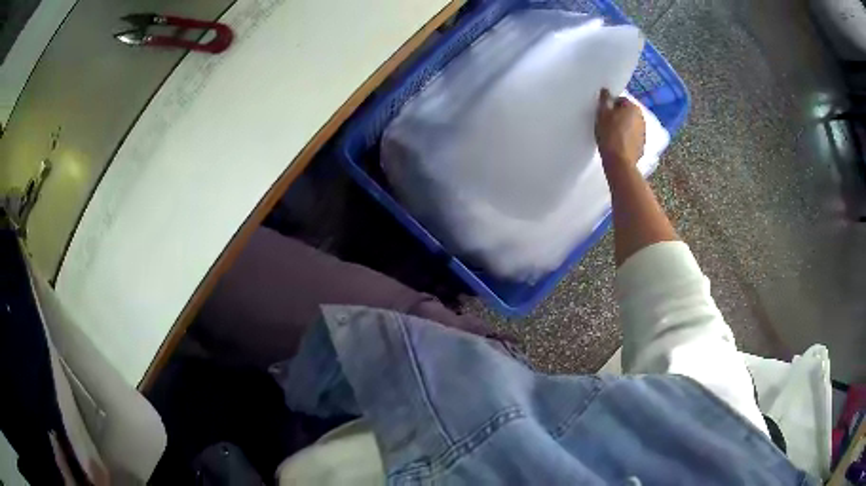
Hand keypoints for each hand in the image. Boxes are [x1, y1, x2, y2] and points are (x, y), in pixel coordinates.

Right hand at [595, 89, 645, 164]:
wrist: (620, 162)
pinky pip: (633, 138)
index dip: (610, 106)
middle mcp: (642, 117)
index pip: (620, 100)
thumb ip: (604, 100)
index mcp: (633, 107)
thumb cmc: (610, 134)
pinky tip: (618, 145)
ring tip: (612, 136)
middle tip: (606, 124)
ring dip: (623, 127)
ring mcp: (644, 133)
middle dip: (618, 116)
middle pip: (627, 113)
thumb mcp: (602, 114)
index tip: (603, 114)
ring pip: (630, 125)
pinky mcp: (642, 146)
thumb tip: (606, 90)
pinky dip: (627, 139)